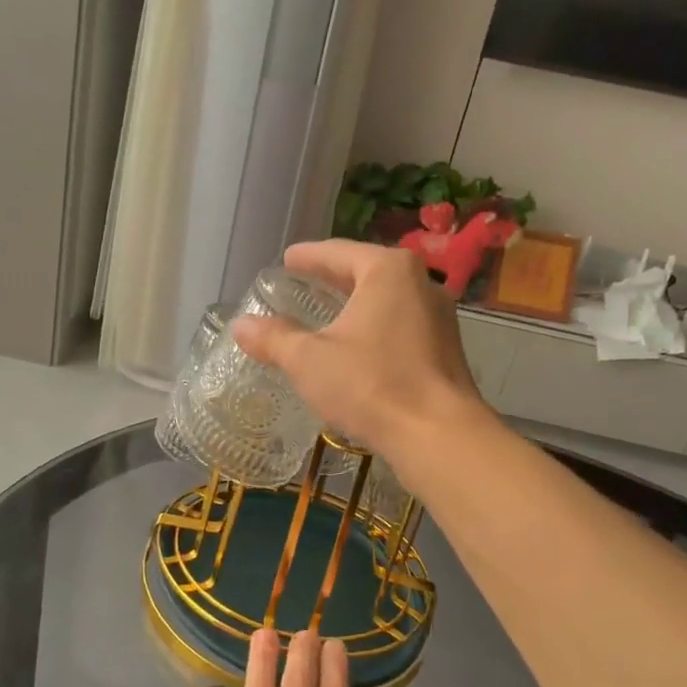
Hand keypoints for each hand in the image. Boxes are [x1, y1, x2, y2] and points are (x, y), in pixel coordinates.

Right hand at [232, 239, 484, 461]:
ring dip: (356, 304)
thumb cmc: (371, 385)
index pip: (338, 252)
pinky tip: (358, 346)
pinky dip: (375, 327)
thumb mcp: (309, 360)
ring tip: (327, 313)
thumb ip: (274, 339)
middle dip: (333, 278)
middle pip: (366, 271)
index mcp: (387, 271)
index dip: (308, 256)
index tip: (287, 259)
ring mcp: (438, 317)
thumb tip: (240, 325)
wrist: (438, 434)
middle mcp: (420, 283)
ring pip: (387, 299)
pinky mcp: (445, 348)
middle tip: (303, 282)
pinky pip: (401, 324)